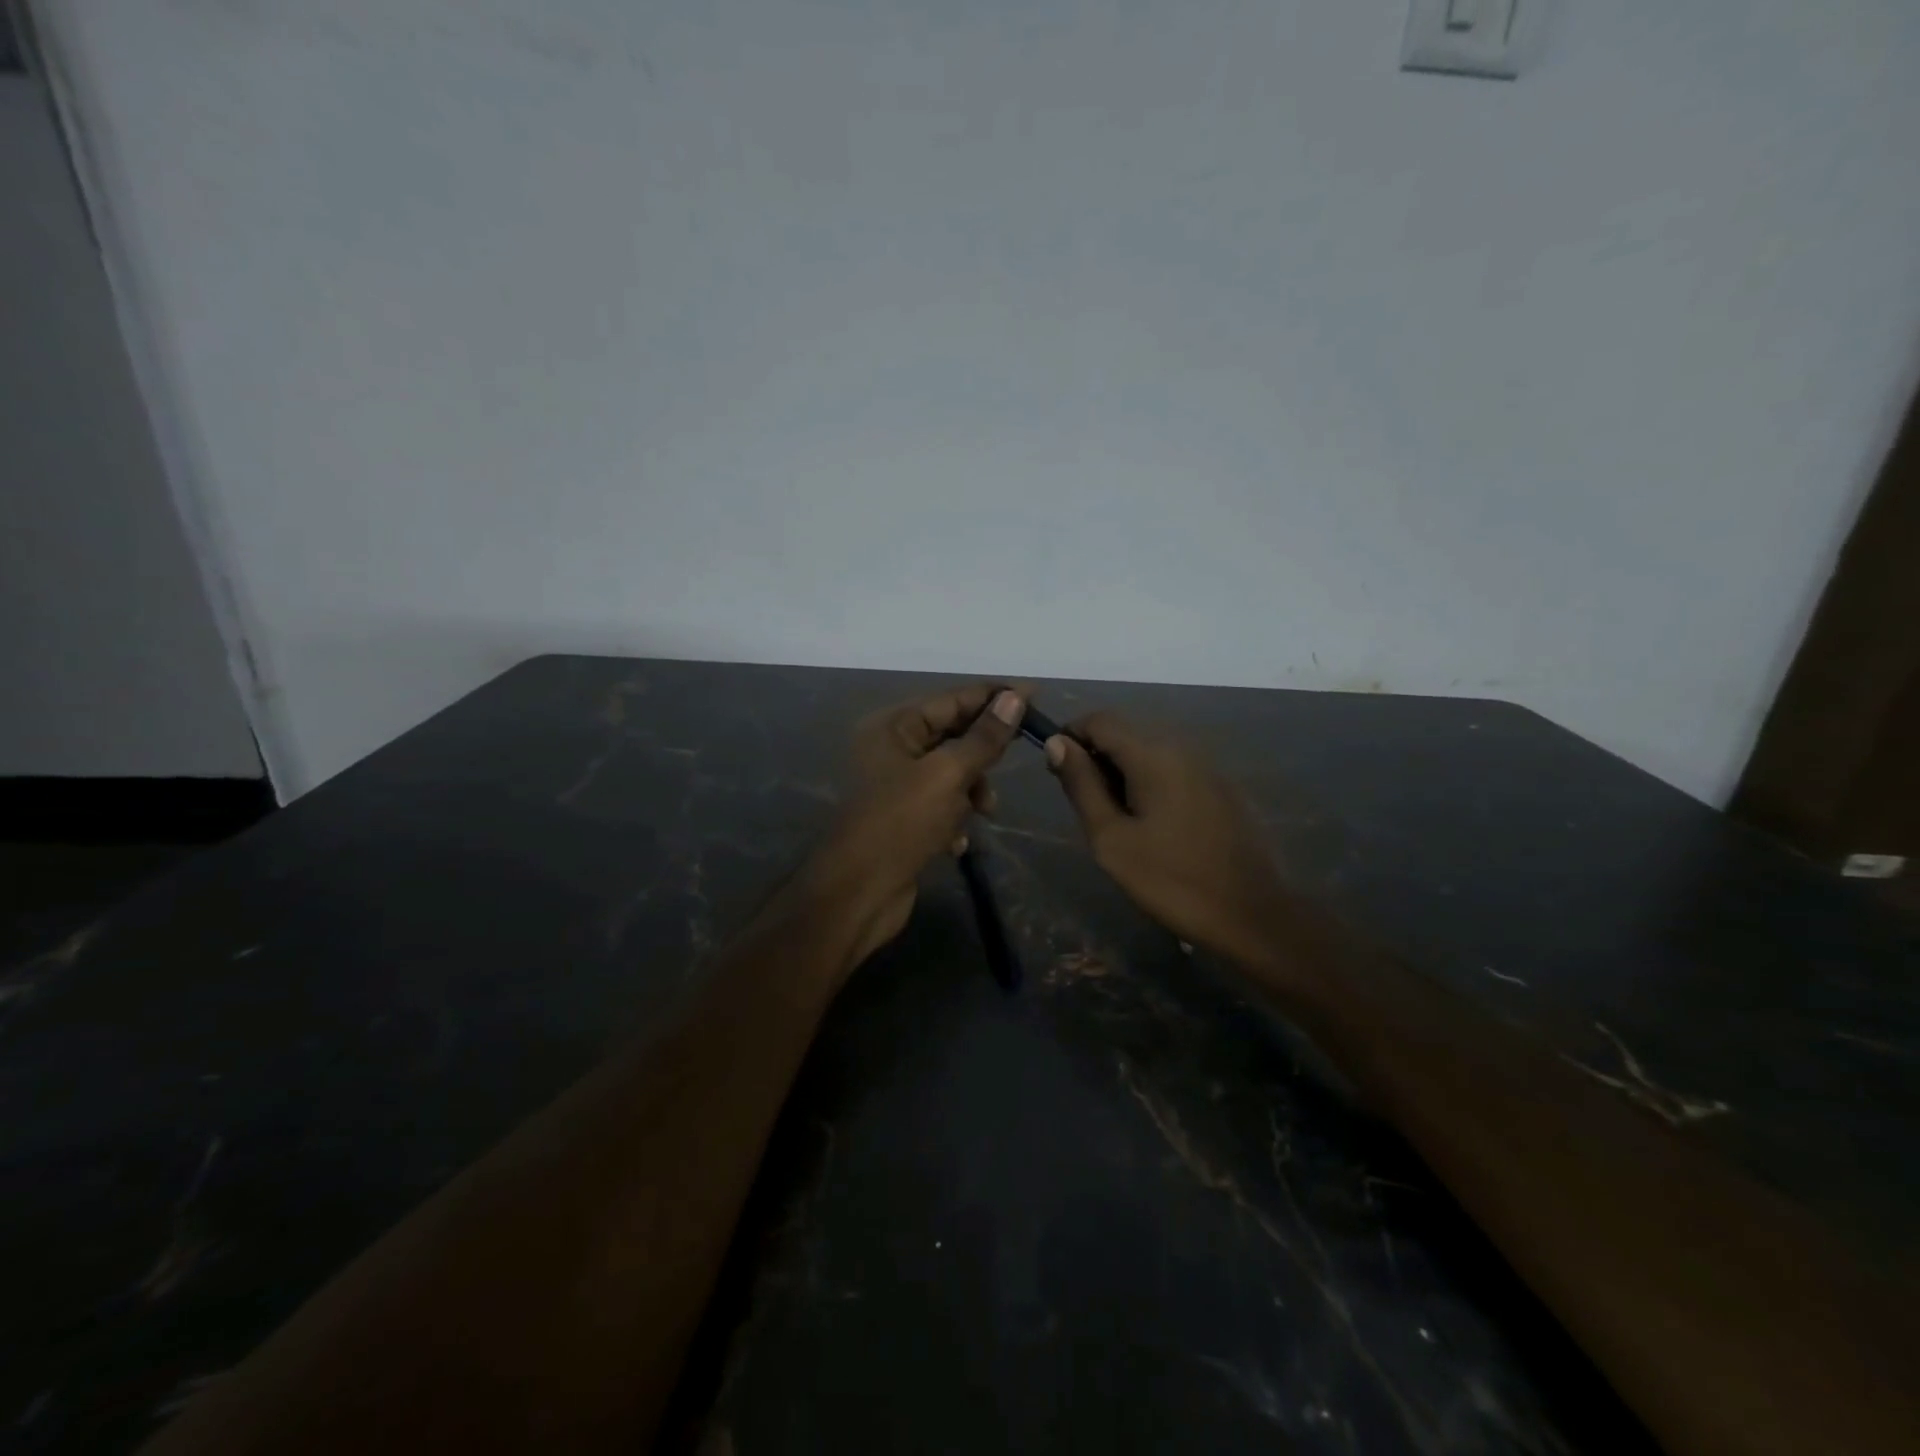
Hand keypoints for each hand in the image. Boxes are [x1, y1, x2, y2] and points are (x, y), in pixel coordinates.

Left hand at [805, 683, 1023, 969]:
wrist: (858, 894)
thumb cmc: (900, 824)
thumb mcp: (947, 775)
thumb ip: (983, 738)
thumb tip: (1013, 698)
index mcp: (893, 727)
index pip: (952, 700)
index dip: (994, 697)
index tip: (1036, 694)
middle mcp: (891, 749)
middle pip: (952, 735)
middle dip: (984, 751)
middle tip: (1019, 755)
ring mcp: (896, 786)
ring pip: (952, 773)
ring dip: (972, 790)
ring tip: (984, 811)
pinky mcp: (903, 819)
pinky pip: (942, 805)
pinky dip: (955, 818)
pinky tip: (956, 843)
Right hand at [1046, 712, 1290, 969]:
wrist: (1252, 916)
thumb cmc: (1171, 879)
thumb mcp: (1111, 838)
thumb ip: (1082, 785)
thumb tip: (1058, 743)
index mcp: (1153, 754)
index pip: (1100, 720)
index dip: (1070, 736)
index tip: (1056, 771)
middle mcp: (1183, 747)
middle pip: (1126, 733)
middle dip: (1096, 757)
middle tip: (1086, 806)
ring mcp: (1208, 767)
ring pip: (1150, 752)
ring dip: (1123, 773)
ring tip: (1116, 821)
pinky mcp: (1223, 788)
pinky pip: (1175, 770)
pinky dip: (1151, 783)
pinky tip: (1154, 826)